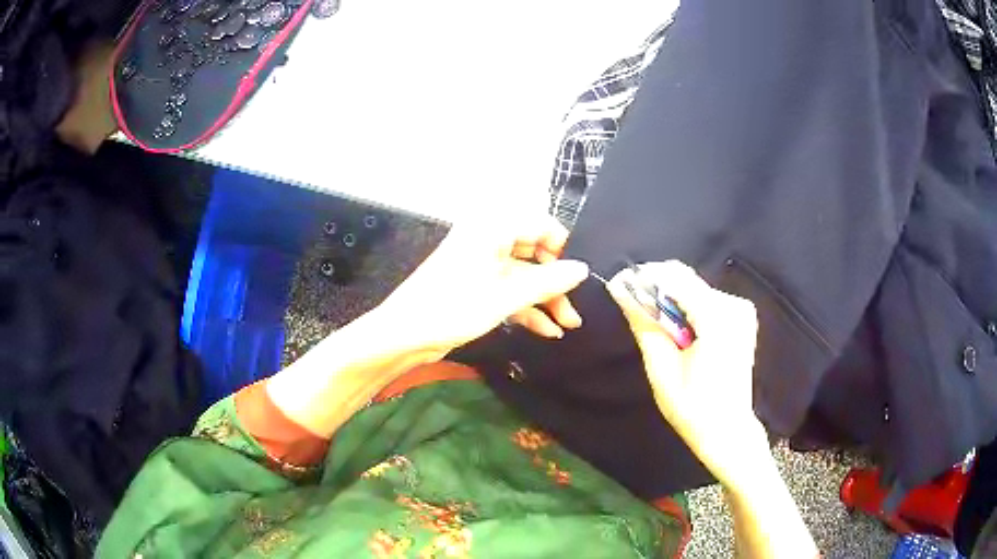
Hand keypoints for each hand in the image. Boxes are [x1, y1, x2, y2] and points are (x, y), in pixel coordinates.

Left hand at [376, 215, 588, 359]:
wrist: (404, 335)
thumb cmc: (451, 308)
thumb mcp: (505, 297)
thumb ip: (547, 282)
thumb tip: (583, 269)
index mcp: (492, 229)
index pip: (541, 225)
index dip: (562, 250)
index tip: (577, 278)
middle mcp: (488, 241)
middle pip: (535, 253)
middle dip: (556, 283)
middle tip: (574, 309)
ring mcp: (482, 265)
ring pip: (524, 275)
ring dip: (545, 299)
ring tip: (568, 324)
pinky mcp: (477, 286)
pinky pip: (509, 290)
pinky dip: (527, 308)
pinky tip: (547, 330)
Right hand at [606, 261, 767, 485]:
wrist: (727, 428)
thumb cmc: (692, 408)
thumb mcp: (661, 369)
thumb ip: (644, 324)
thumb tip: (621, 289)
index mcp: (717, 320)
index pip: (674, 278)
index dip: (643, 277)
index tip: (618, 285)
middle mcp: (733, 306)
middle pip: (685, 279)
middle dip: (655, 288)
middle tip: (632, 307)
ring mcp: (741, 309)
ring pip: (694, 286)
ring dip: (670, 299)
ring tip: (655, 326)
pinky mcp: (741, 315)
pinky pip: (706, 298)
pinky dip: (686, 307)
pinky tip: (679, 331)